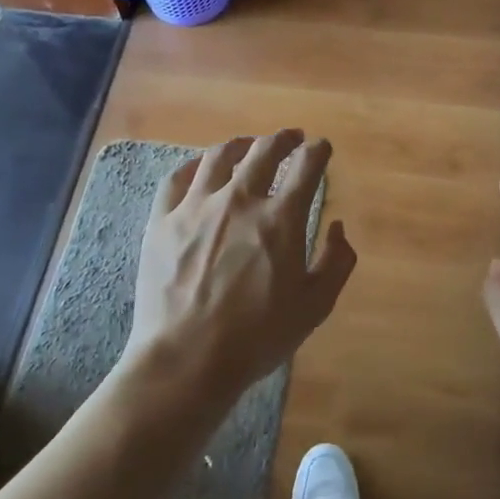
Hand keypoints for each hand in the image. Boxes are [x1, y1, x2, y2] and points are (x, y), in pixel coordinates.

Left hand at [126, 131, 356, 412]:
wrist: (186, 360)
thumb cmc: (257, 338)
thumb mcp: (315, 307)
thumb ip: (336, 262)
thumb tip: (338, 226)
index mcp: (280, 219)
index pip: (306, 166)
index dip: (318, 151)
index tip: (321, 148)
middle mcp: (239, 200)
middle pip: (263, 151)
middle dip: (283, 139)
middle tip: (291, 138)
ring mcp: (195, 206)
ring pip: (219, 156)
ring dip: (240, 144)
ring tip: (248, 145)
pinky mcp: (161, 220)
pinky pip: (176, 178)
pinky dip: (193, 165)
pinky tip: (199, 167)